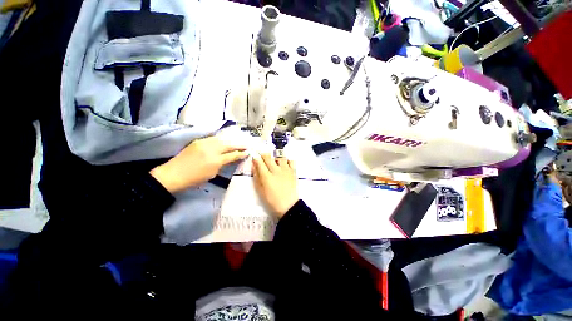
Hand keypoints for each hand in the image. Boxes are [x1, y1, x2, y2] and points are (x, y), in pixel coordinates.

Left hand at [150, 134, 247, 192]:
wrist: (173, 174)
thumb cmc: (194, 178)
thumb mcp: (212, 174)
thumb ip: (222, 164)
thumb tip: (229, 158)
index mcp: (216, 160)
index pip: (233, 154)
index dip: (241, 153)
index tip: (248, 152)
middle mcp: (211, 149)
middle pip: (229, 144)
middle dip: (239, 145)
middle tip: (246, 145)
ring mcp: (204, 143)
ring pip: (222, 139)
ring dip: (231, 141)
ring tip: (236, 142)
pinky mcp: (198, 141)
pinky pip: (213, 139)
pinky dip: (221, 140)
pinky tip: (224, 141)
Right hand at [252, 153, 298, 218]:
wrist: (288, 205)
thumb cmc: (272, 200)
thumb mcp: (260, 191)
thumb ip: (257, 177)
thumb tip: (254, 166)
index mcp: (266, 176)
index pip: (259, 162)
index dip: (256, 158)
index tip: (254, 156)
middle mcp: (276, 170)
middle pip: (268, 157)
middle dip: (264, 154)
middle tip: (263, 156)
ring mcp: (286, 170)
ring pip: (280, 156)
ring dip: (276, 156)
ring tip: (275, 160)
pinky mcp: (293, 171)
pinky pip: (291, 160)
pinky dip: (287, 160)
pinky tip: (285, 164)